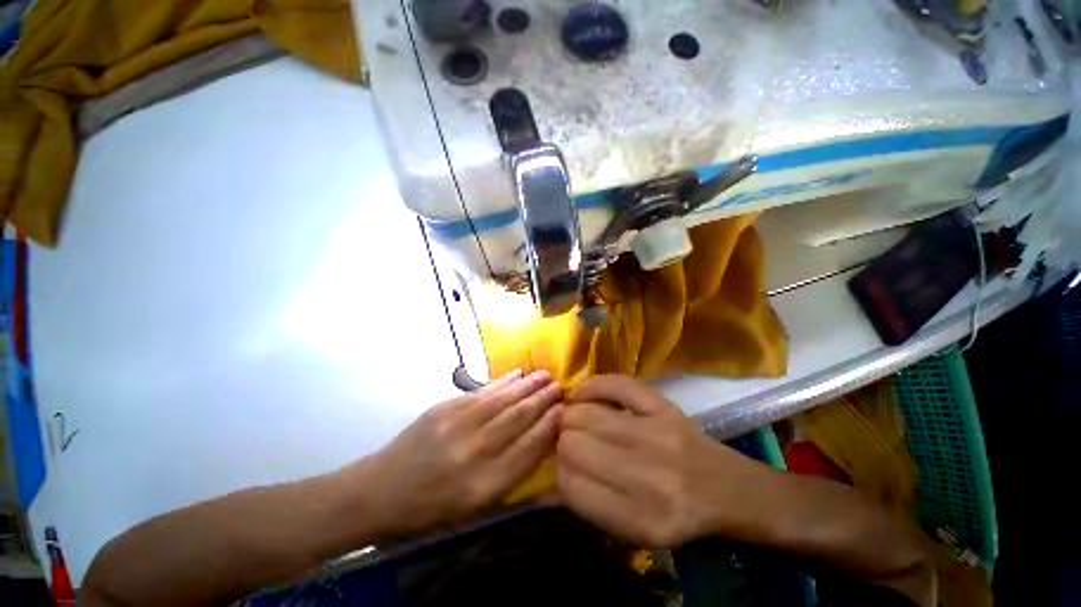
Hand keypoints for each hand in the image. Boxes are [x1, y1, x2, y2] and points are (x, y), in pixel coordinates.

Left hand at [355, 369, 562, 541]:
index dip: (549, 426)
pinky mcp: (445, 408)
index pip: (529, 449)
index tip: (564, 410)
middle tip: (560, 386)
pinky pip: (482, 392)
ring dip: (528, 386)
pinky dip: (503, 382)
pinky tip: (517, 374)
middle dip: (543, 400)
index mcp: (485, 485)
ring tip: (546, 375)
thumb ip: (510, 474)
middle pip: (519, 419)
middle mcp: (476, 452)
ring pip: (504, 400)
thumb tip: (539, 441)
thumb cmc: (432, 507)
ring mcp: (459, 425)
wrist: (381, 490)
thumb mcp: (475, 506)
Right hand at [555, 375, 766, 547]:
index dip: (560, 471)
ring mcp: (656, 434)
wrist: (727, 488)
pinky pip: (613, 385)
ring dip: (572, 415)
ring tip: (577, 418)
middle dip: (563, 441)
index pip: (570, 484)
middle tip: (570, 440)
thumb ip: (589, 506)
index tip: (565, 466)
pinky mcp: (663, 406)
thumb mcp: (634, 532)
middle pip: (572, 443)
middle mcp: (647, 477)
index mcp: (639, 519)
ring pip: (584, 413)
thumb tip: (550, 476)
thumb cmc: (677, 514)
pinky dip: (591, 388)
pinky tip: (586, 396)